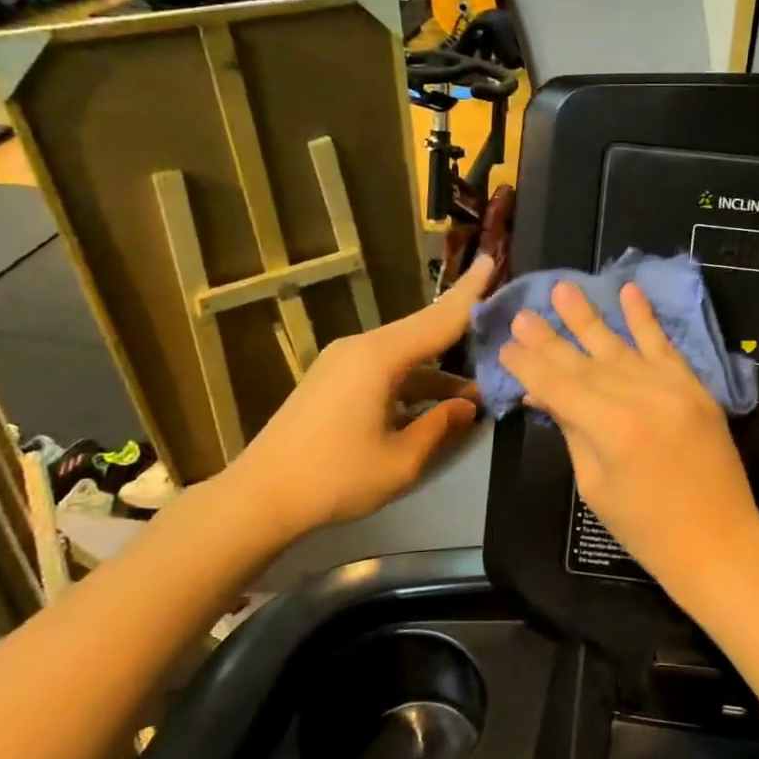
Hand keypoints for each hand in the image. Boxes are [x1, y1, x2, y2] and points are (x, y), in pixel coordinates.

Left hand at [225, 256, 495, 544]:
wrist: (258, 497)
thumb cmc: (334, 478)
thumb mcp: (401, 460)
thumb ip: (441, 426)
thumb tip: (468, 405)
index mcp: (379, 358)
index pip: (438, 319)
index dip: (470, 293)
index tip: (491, 261)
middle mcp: (361, 348)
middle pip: (423, 331)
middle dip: (461, 330)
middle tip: (500, 327)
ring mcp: (343, 362)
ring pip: (406, 355)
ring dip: (439, 372)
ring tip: (476, 393)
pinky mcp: (333, 379)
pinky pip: (386, 369)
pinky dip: (414, 382)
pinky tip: (435, 406)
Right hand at [499, 280, 758, 589]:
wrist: (718, 541)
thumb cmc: (647, 528)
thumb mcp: (596, 485)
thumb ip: (573, 432)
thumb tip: (545, 396)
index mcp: (611, 428)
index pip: (559, 386)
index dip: (530, 365)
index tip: (506, 345)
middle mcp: (641, 397)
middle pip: (585, 362)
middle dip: (550, 339)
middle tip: (523, 314)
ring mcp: (673, 388)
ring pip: (621, 347)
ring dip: (590, 318)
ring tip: (564, 289)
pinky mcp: (696, 388)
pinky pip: (666, 348)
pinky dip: (646, 320)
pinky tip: (630, 291)